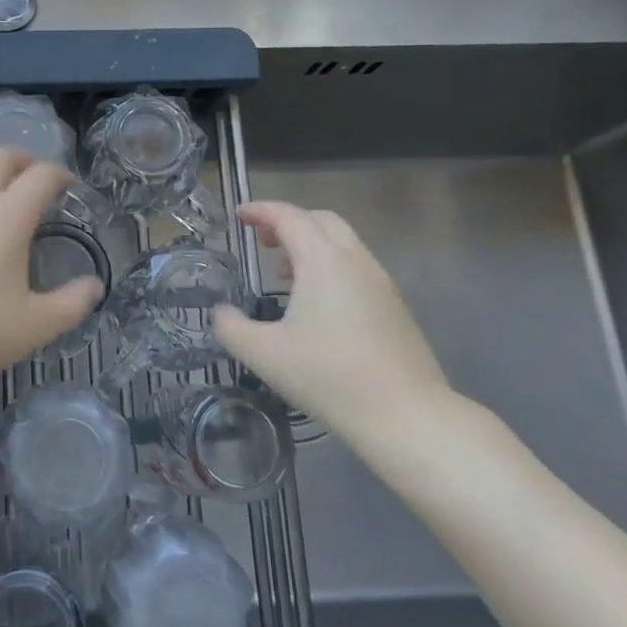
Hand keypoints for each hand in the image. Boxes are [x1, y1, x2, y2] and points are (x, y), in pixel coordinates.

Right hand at [214, 201, 454, 454]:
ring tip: (285, 273)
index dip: (260, 211)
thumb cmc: (328, 376)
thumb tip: (221, 312)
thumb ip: (231, 327)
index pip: (288, 216)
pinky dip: (331, 266)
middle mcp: (355, 260)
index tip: (239, 215)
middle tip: (262, 240)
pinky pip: (357, 266)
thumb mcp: (263, 354)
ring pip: (343, 243)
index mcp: (322, 260)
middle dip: (288, 221)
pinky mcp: (395, 306)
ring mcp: (380, 282)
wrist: (405, 415)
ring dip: (311, 245)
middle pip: (321, 220)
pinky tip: (318, 303)